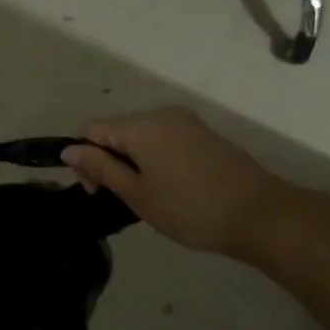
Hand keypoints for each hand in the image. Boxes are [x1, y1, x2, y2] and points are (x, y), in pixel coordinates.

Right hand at [61, 107, 290, 261]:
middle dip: (109, 159)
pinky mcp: (203, 133)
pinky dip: (156, 157)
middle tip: (122, 198)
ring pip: (140, 134)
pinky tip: (171, 186)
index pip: (90, 129)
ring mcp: (185, 121)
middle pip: (116, 129)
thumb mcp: (138, 194)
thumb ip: (101, 168)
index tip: (98, 191)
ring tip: (149, 195)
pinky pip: (164, 138)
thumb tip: (68, 150)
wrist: (261, 215)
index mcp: (139, 126)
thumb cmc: (191, 209)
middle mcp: (160, 114)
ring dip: (133, 159)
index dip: (84, 158)